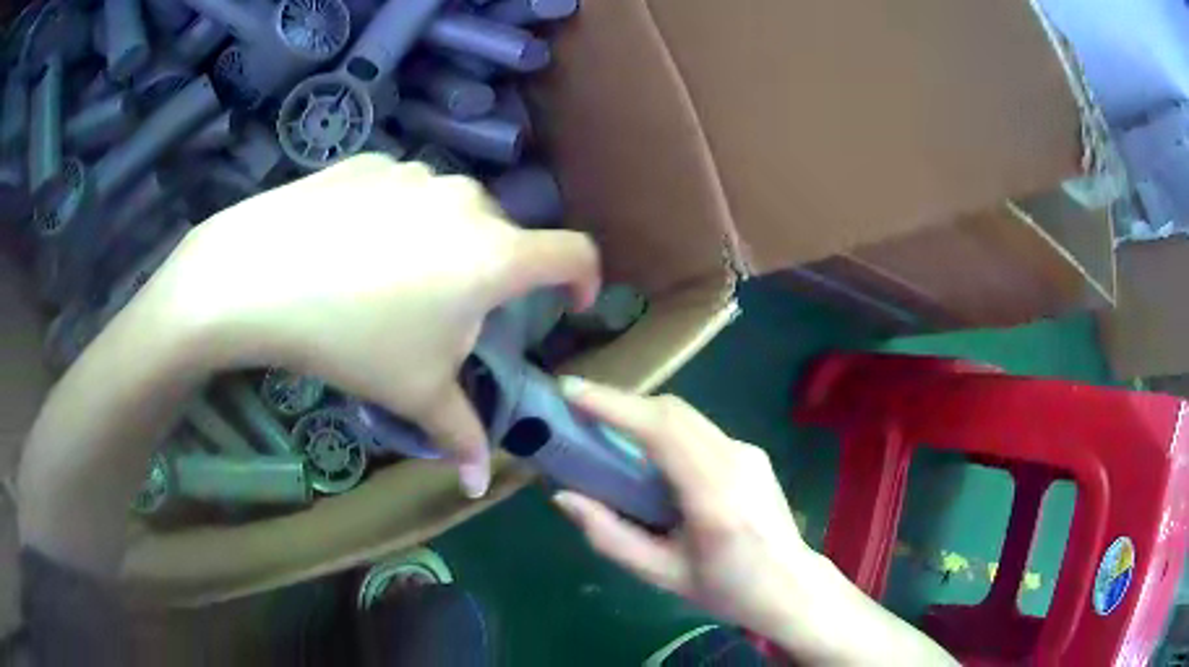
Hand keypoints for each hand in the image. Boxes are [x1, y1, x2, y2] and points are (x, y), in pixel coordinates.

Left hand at [154, 154, 600, 496]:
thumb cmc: (351, 339)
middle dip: (494, 275)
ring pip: (452, 212)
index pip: (573, 253)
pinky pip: (405, 193)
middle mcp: (466, 201)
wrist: (257, 276)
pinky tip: (354, 248)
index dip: (584, 279)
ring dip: (445, 245)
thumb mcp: (413, 392)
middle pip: (504, 237)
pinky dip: (399, 220)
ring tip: (392, 282)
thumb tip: (475, 485)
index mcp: (493, 255)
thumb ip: (459, 435)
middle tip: (450, 314)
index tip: (570, 304)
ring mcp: (416, 173)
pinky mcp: (372, 162)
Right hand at [552, 378, 818, 640]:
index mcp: (715, 497)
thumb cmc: (728, 589)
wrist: (792, 586)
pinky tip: (646, 453)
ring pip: (685, 416)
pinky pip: (698, 429)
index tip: (571, 391)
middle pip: (672, 412)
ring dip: (641, 414)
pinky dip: (664, 429)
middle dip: (621, 403)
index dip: (614, 405)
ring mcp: (748, 452)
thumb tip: (564, 497)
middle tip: (577, 409)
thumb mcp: (662, 574)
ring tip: (603, 427)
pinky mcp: (750, 452)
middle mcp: (736, 461)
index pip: (663, 431)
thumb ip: (610, 536)